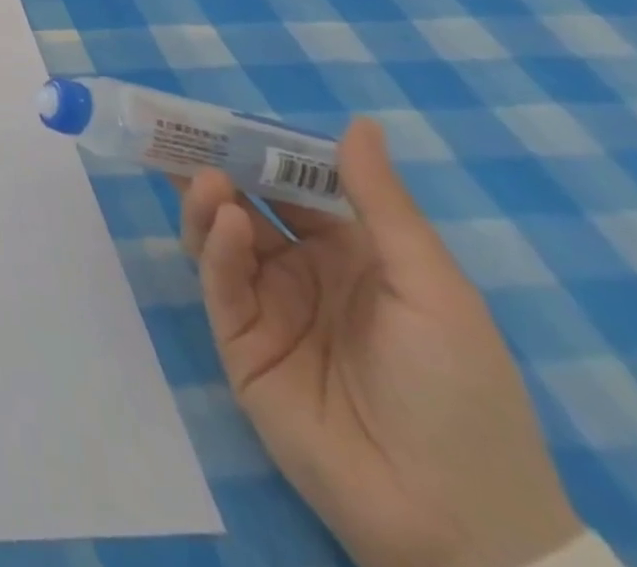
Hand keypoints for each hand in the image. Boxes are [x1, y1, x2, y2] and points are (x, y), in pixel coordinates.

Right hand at [177, 119, 580, 566]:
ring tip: (206, 180)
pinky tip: (229, 227)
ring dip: (210, 202)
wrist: (450, 519)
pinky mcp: (238, 339)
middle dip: (215, 167)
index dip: (262, 151)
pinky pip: (221, 282)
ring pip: (221, 236)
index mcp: (351, 254)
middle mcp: (302, 271)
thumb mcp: (433, 288)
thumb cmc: (457, 390)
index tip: (224, 117)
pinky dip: (218, 248)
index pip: (294, 187)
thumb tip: (359, 122)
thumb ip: (382, 204)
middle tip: (179, 132)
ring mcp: (267, 305)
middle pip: (246, 203)